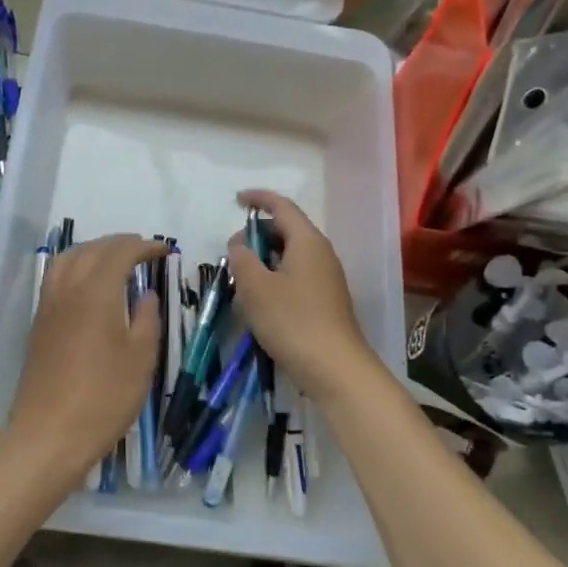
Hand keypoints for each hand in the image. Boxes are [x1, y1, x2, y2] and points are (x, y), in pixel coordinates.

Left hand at [6, 233, 163, 476]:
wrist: (48, 434)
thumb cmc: (104, 397)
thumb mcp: (141, 359)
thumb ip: (147, 318)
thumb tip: (146, 294)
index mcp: (96, 291)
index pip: (120, 252)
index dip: (144, 246)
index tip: (165, 251)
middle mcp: (68, 288)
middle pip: (91, 249)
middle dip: (119, 243)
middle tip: (143, 251)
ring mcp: (48, 305)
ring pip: (67, 259)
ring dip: (93, 251)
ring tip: (114, 261)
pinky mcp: (38, 324)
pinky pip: (56, 277)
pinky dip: (76, 267)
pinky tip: (89, 286)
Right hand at [228, 191, 380, 400]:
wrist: (335, 368)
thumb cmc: (292, 321)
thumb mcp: (256, 287)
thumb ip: (242, 259)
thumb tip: (240, 244)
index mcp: (307, 241)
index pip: (282, 206)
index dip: (258, 198)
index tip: (236, 200)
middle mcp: (321, 253)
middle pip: (288, 229)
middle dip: (258, 233)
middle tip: (233, 250)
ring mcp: (326, 277)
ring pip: (292, 254)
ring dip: (266, 257)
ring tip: (242, 275)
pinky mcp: (326, 299)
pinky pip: (297, 274)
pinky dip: (276, 275)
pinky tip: (261, 297)